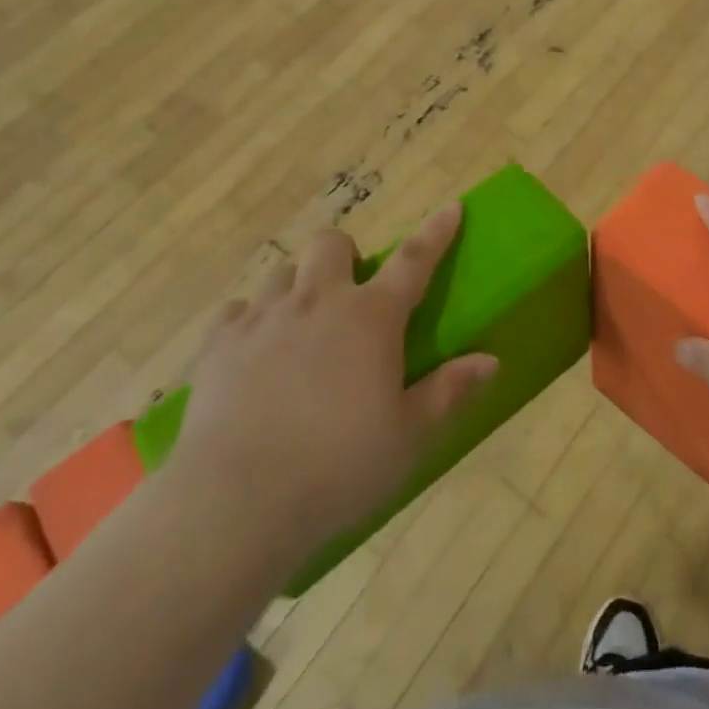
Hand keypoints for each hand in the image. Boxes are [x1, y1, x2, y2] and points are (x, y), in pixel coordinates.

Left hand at [168, 204, 496, 554]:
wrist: (236, 500)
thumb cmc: (337, 467)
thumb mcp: (408, 437)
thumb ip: (449, 392)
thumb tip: (490, 360)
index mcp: (370, 318)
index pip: (413, 260)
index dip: (435, 232)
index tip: (451, 208)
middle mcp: (317, 301)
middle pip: (332, 244)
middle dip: (346, 256)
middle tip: (351, 294)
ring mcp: (263, 317)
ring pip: (283, 271)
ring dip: (299, 285)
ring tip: (303, 325)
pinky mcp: (218, 343)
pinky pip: (237, 311)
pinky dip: (251, 321)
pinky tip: (254, 352)